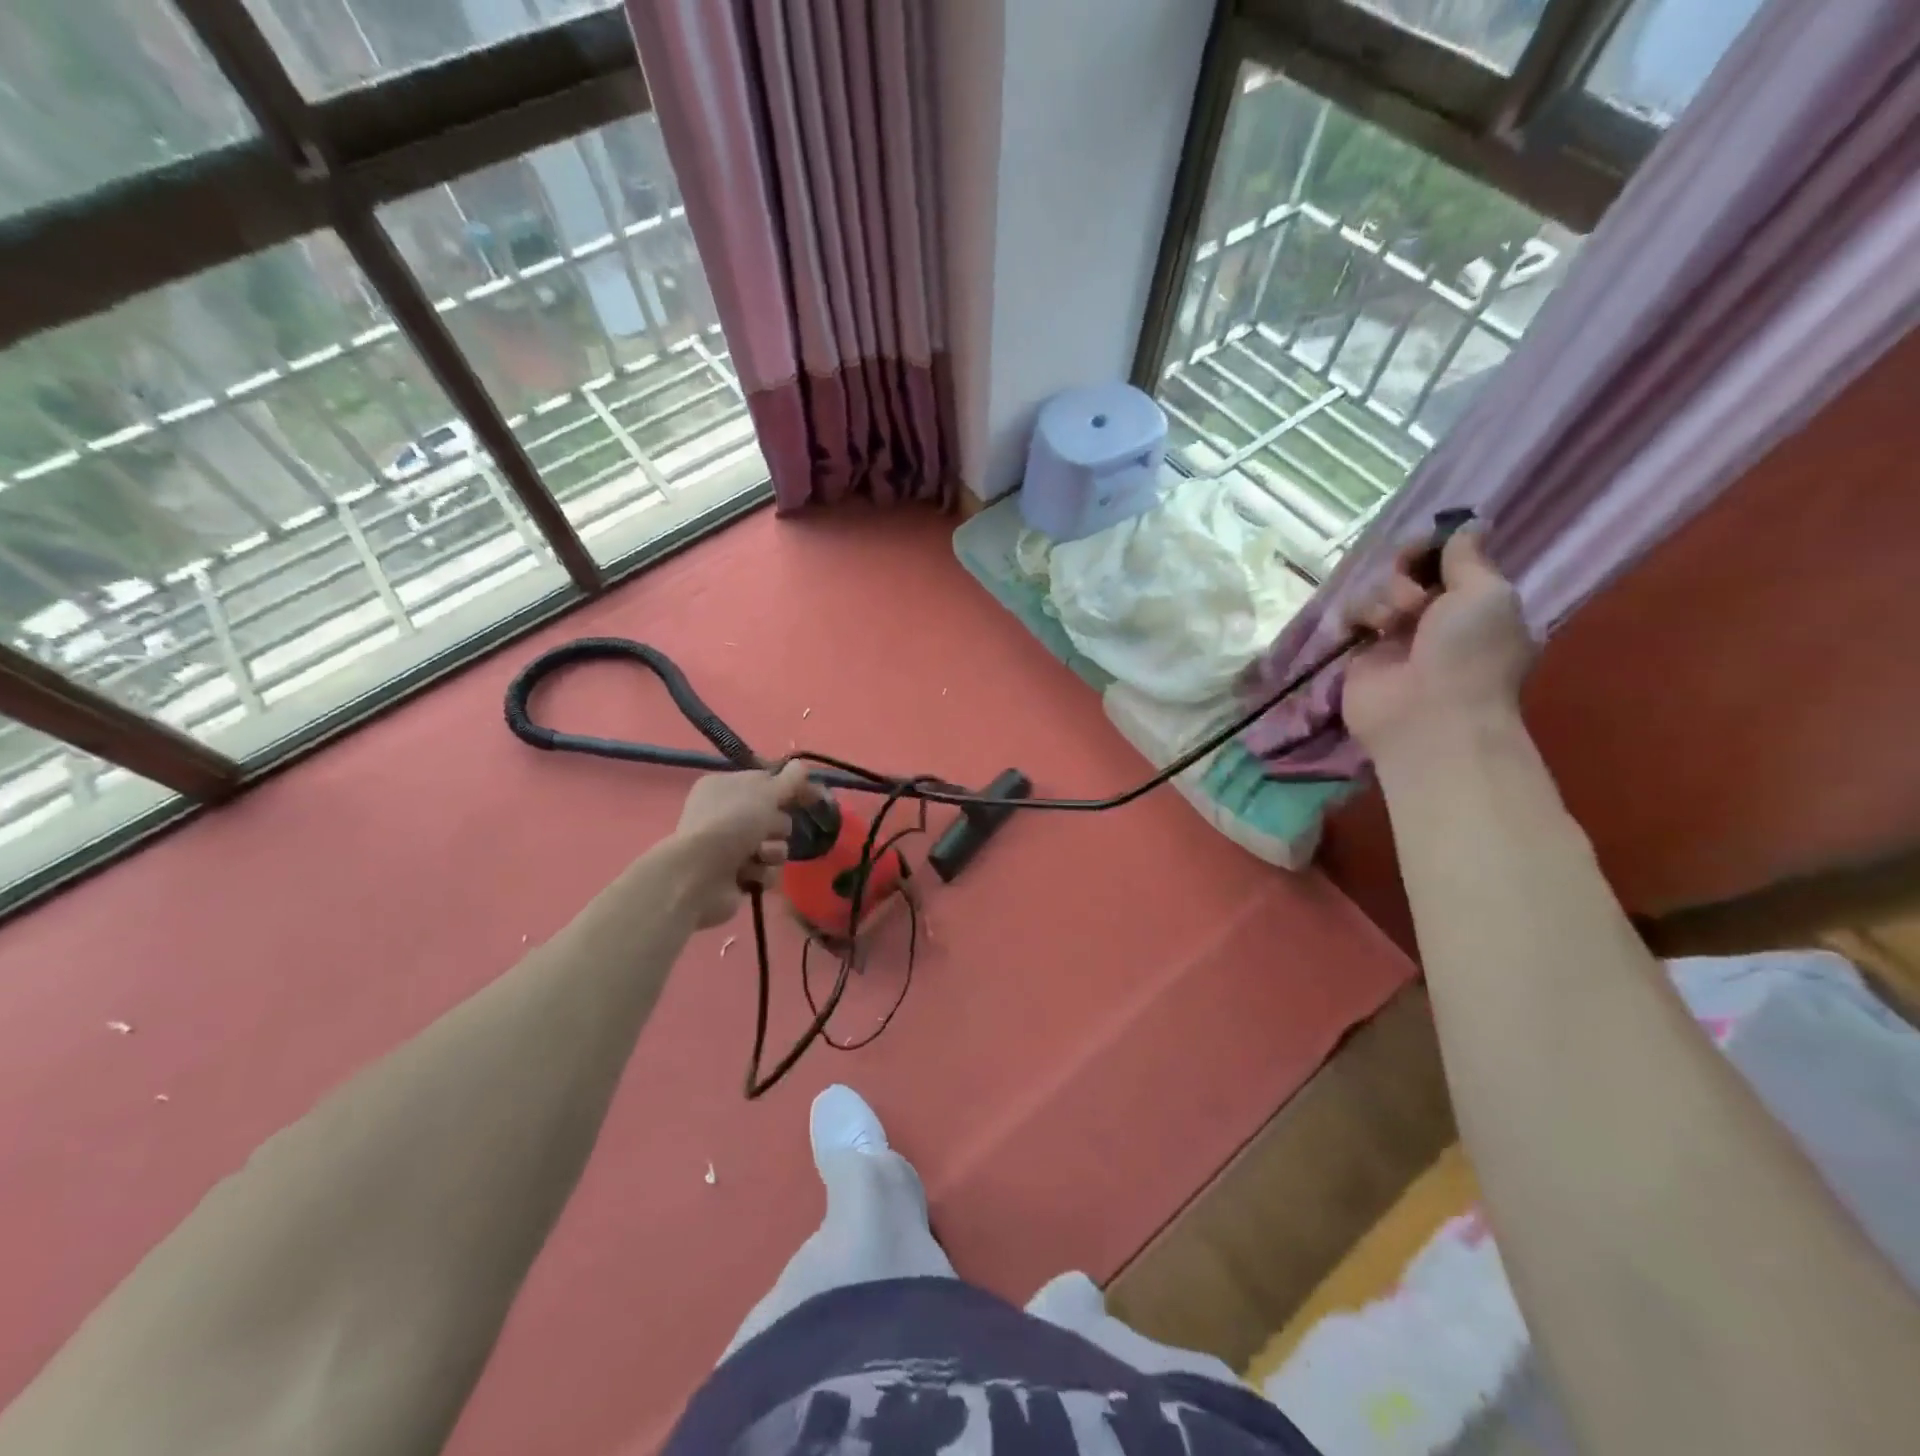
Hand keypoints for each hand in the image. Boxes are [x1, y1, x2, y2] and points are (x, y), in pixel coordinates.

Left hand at [665, 762, 821, 929]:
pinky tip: (748, 874)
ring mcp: (729, 848)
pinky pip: (766, 871)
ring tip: (759, 856)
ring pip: (774, 846)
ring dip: (772, 852)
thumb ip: (790, 780)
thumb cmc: (731, 823)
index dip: (790, 788)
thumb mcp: (765, 792)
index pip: (767, 782)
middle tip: (768, 829)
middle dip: (778, 826)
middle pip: (774, 817)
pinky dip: (761, 873)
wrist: (699, 875)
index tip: (813, 795)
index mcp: (725, 787)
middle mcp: (725, 815)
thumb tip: (803, 765)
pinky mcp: (735, 877)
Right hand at [1342, 531, 1534, 758]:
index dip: (1435, 548)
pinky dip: (1359, 615)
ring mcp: (1397, 637)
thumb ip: (1469, 557)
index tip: (1428, 547)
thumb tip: (1470, 525)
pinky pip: (1354, 616)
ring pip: (1380, 591)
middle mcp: (1437, 618)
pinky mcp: (1363, 654)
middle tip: (1412, 591)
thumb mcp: (1486, 593)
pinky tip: (1368, 629)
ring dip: (1387, 597)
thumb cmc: (1469, 654)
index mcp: (1476, 604)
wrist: (1428, 717)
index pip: (1450, 560)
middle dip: (1408, 570)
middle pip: (1411, 571)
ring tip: (1395, 621)